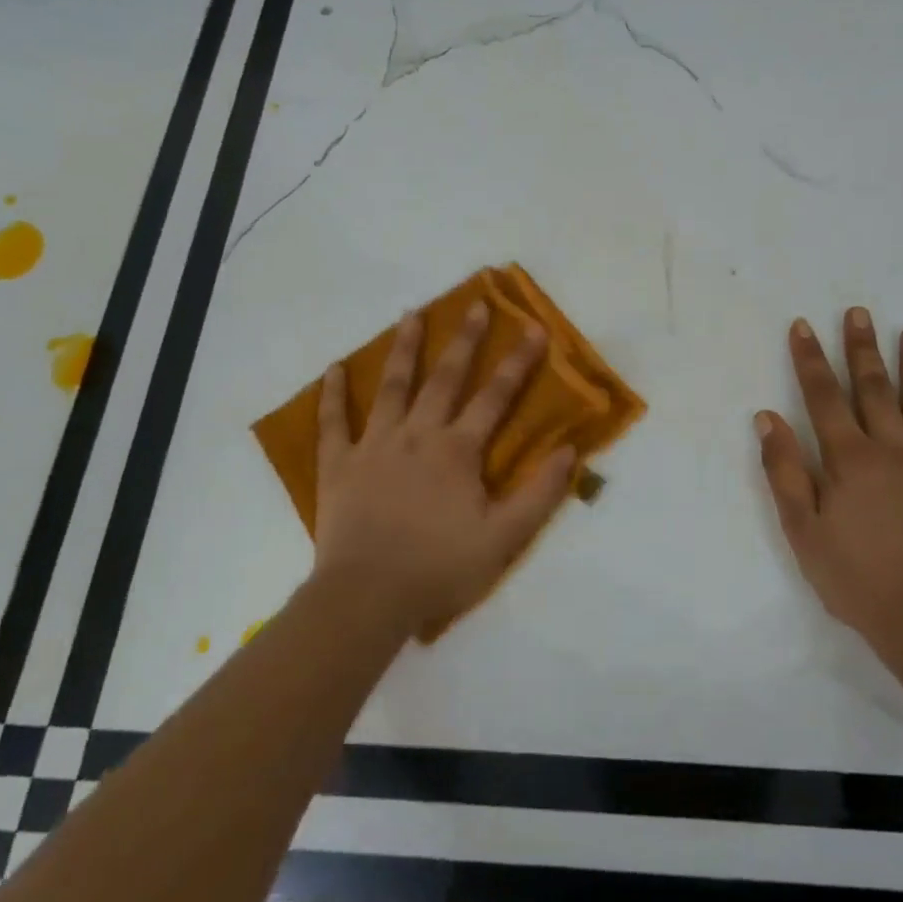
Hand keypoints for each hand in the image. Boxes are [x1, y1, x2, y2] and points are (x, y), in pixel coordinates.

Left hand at [312, 302, 574, 636]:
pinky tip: (333, 368)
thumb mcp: (504, 538)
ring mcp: (374, 446)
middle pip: (445, 378)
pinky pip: (334, 423)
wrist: (367, 597)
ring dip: (404, 349)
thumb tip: (569, 450)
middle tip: (476, 304)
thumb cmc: (439, 568)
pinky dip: (333, 394)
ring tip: (411, 314)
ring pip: (392, 387)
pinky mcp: (339, 465)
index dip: (518, 362)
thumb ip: (540, 493)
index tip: (534, 329)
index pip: (496, 397)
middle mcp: (418, 435)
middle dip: (465, 340)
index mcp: (457, 450)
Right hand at [755, 308, 902, 664]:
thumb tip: (768, 418)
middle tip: (859, 312)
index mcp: (850, 459)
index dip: (811, 359)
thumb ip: (785, 471)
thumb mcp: (803, 530)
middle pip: (874, 389)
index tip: (803, 325)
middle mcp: (894, 450)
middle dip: (862, 348)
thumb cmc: (855, 578)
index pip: (824, 397)